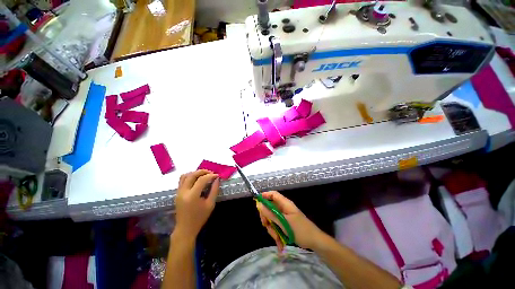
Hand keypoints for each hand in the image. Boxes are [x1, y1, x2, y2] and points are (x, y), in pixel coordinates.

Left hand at [174, 170, 219, 239]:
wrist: (185, 229)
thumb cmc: (199, 218)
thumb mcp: (210, 204)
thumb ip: (214, 190)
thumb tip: (217, 179)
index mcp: (192, 196)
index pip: (202, 180)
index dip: (210, 176)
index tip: (217, 176)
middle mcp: (183, 192)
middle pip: (192, 175)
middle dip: (203, 171)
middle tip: (211, 173)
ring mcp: (178, 192)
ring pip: (185, 175)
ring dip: (195, 173)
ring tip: (204, 175)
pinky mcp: (177, 193)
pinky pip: (182, 180)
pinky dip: (190, 176)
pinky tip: (197, 179)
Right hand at [256, 191, 324, 251]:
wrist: (314, 241)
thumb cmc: (301, 229)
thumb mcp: (284, 222)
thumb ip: (271, 214)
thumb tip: (259, 205)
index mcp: (285, 204)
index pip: (273, 194)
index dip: (264, 195)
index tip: (256, 202)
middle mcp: (283, 208)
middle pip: (270, 207)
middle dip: (266, 217)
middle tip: (266, 225)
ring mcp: (284, 217)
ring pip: (272, 219)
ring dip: (272, 229)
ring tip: (277, 238)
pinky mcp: (284, 224)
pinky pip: (276, 226)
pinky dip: (276, 234)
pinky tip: (280, 243)